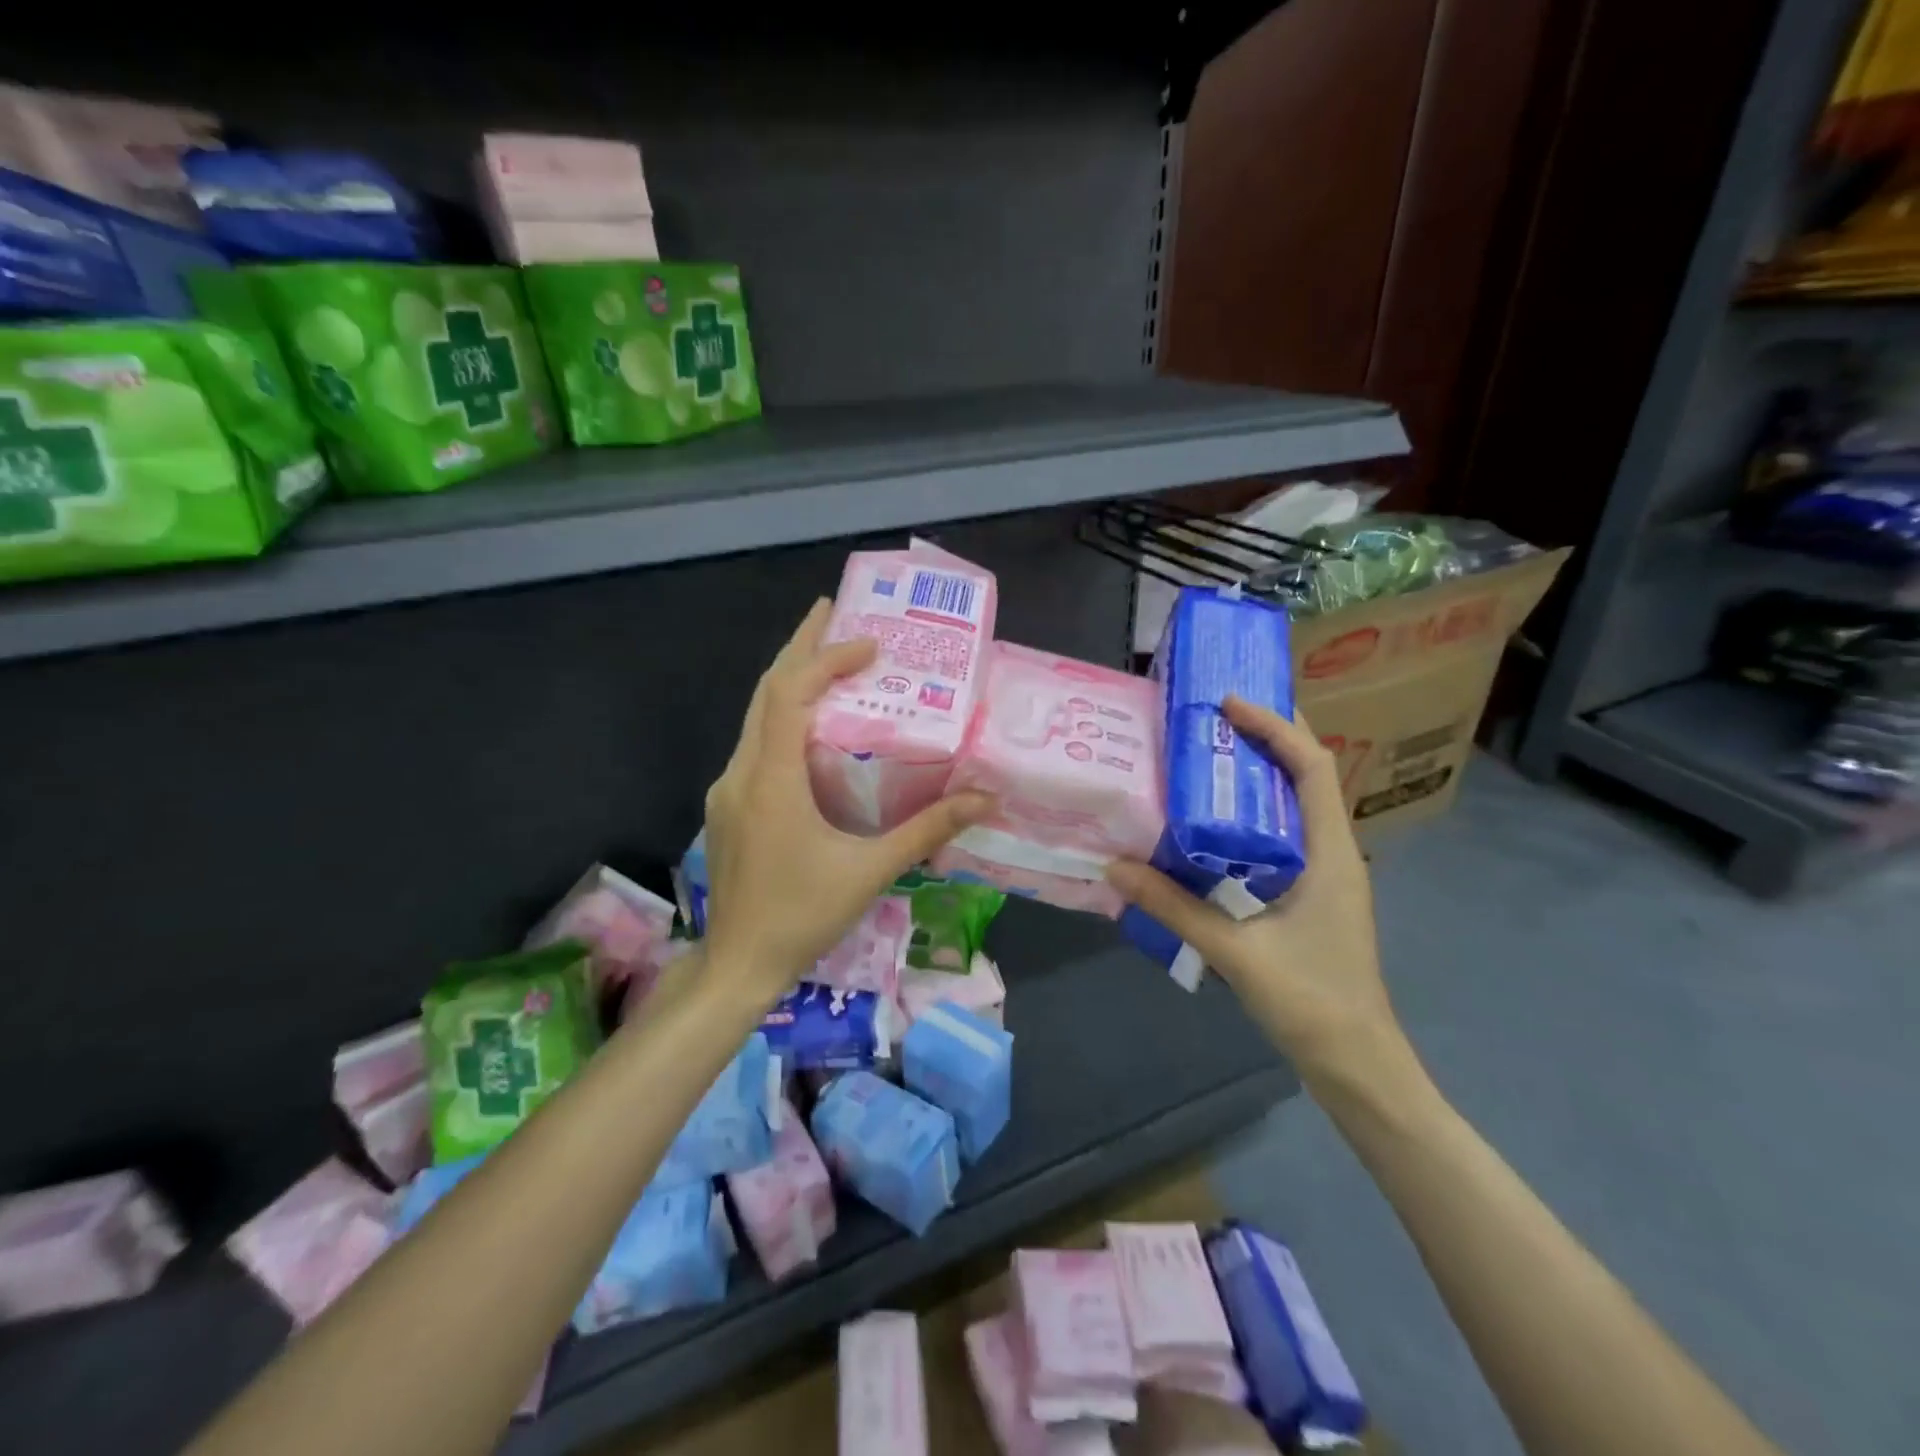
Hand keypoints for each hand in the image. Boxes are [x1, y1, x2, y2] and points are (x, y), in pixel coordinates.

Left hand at [701, 599, 992, 1007]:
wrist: (739, 964)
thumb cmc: (803, 916)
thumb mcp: (871, 871)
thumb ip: (927, 831)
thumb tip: (983, 800)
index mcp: (772, 781)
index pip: (789, 695)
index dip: (825, 660)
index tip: (869, 644)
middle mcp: (742, 773)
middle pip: (765, 691)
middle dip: (799, 647)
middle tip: (832, 610)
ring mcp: (729, 789)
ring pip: (756, 716)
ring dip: (790, 680)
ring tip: (826, 654)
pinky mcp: (730, 805)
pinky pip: (755, 744)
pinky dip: (783, 717)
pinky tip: (811, 724)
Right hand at [1106, 697, 1404, 1094]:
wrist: (1356, 1063)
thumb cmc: (1310, 1001)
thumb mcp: (1235, 952)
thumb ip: (1174, 907)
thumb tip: (1115, 866)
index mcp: (1329, 853)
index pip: (1313, 767)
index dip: (1276, 727)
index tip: (1229, 704)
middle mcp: (1334, 852)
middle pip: (1310, 774)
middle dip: (1271, 735)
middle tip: (1218, 714)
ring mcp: (1325, 873)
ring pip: (1299, 803)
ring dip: (1263, 770)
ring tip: (1212, 752)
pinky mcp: (1311, 893)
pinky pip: (1286, 833)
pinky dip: (1256, 810)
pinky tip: (1216, 820)